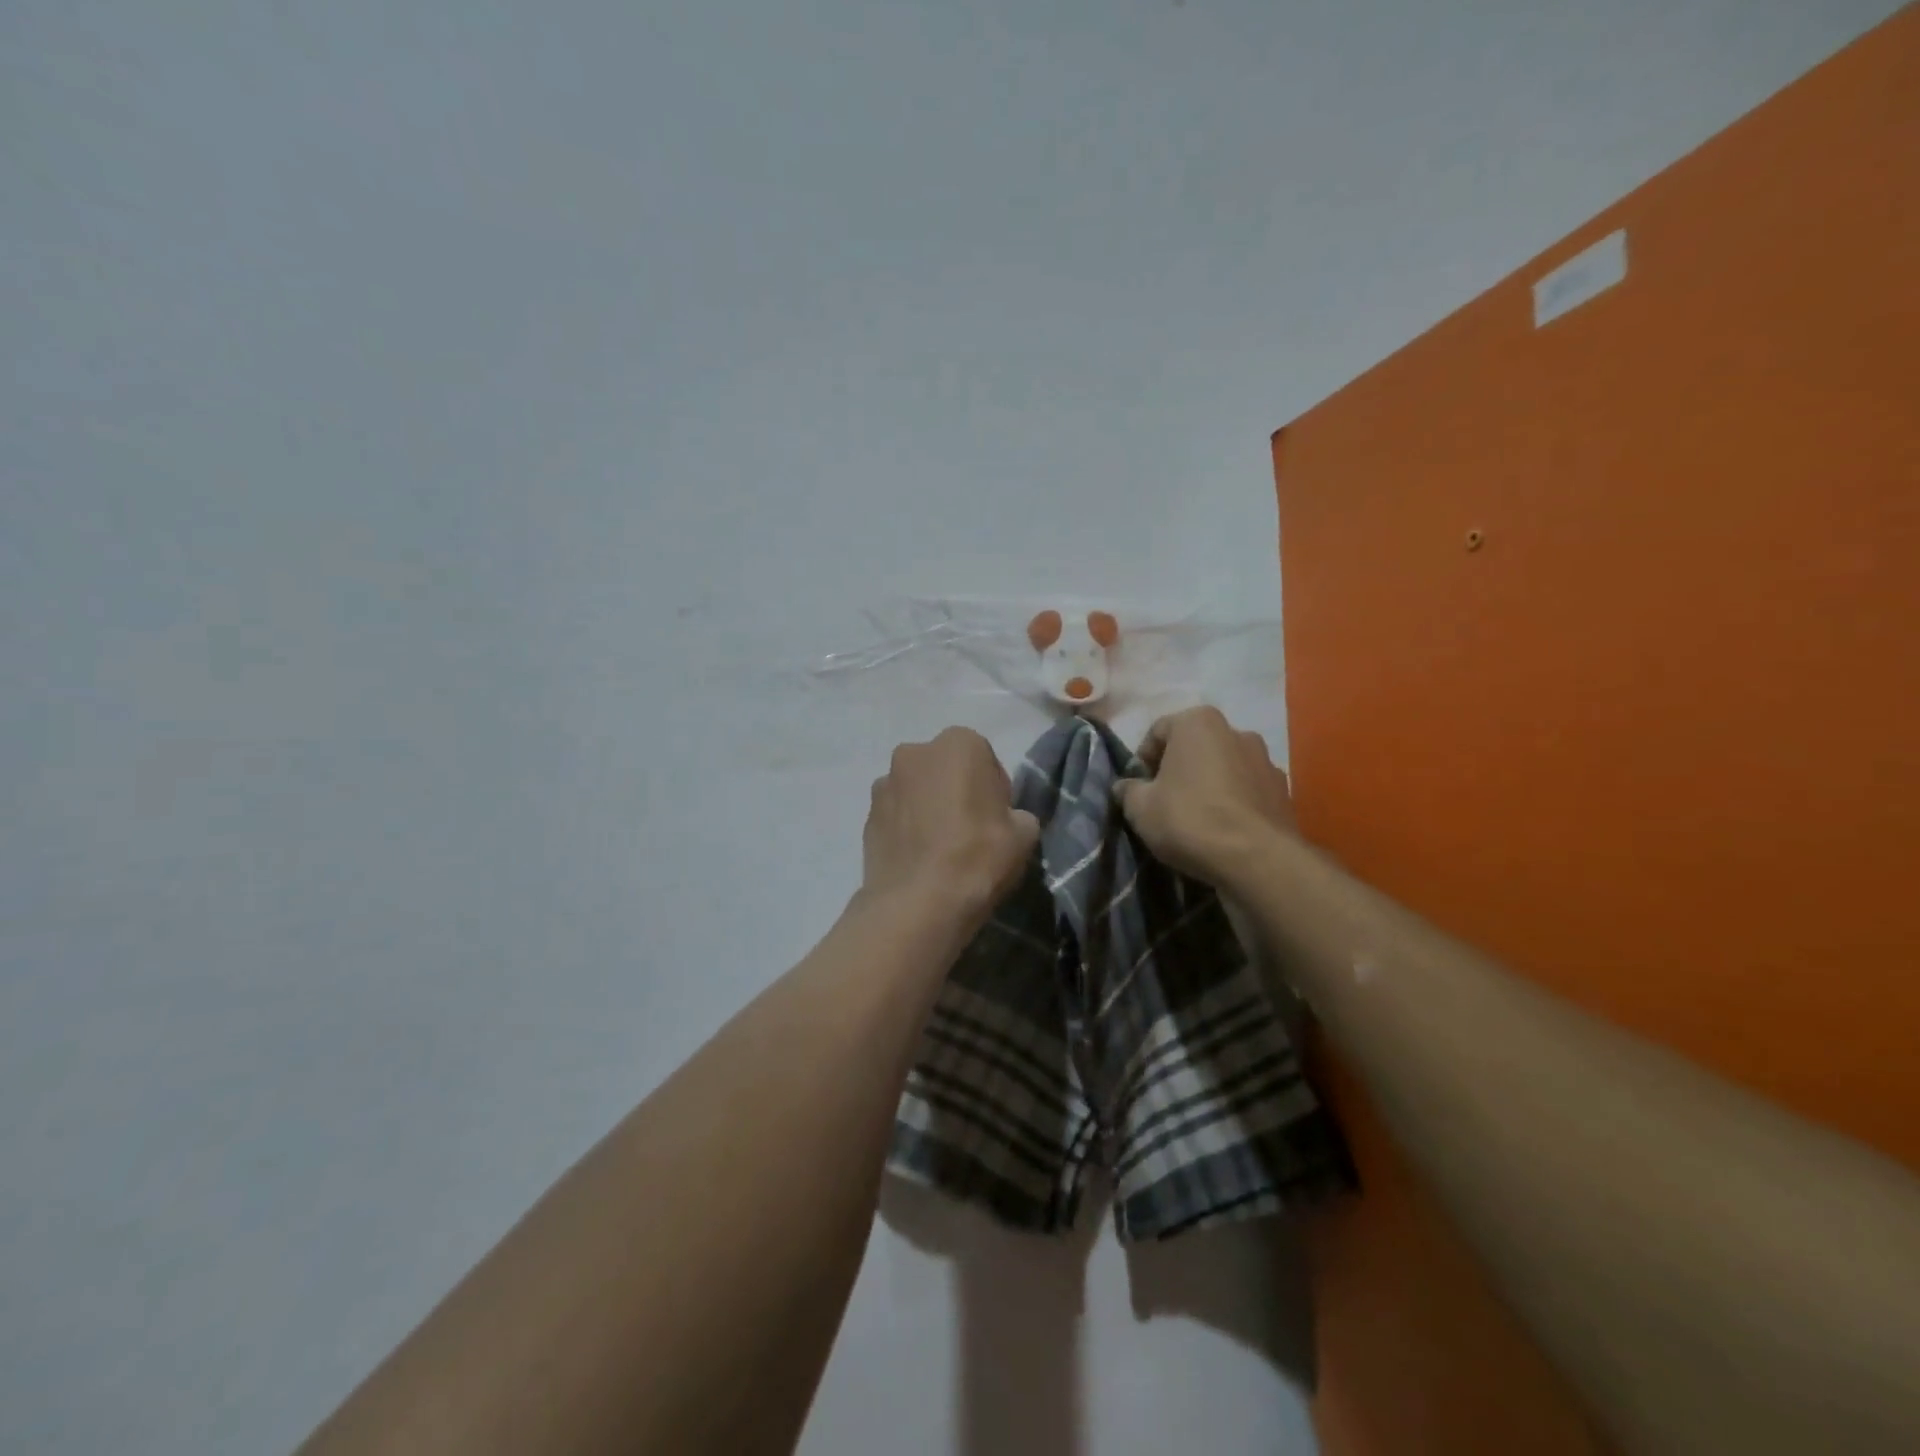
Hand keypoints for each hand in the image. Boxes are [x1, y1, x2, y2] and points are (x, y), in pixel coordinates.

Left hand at [863, 728, 1039, 920]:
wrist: (918, 904)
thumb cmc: (978, 857)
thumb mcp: (1024, 835)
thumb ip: (1017, 815)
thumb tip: (1007, 820)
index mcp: (958, 744)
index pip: (984, 759)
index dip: (994, 790)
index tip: (997, 819)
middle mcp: (914, 752)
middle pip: (945, 769)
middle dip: (956, 791)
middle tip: (970, 832)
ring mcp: (884, 784)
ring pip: (916, 792)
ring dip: (927, 809)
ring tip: (940, 850)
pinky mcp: (866, 817)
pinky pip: (896, 817)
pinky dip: (907, 830)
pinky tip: (919, 861)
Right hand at [1115, 706, 1297, 887]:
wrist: (1256, 860)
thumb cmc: (1189, 820)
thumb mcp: (1140, 808)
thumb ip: (1128, 791)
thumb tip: (1125, 787)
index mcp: (1198, 722)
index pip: (1158, 732)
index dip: (1142, 761)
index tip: (1138, 789)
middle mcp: (1236, 731)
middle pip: (1194, 747)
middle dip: (1177, 770)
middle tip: (1163, 802)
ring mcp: (1266, 760)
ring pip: (1223, 768)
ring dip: (1208, 785)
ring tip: (1196, 819)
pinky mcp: (1283, 791)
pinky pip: (1247, 791)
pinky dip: (1233, 803)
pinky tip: (1223, 830)